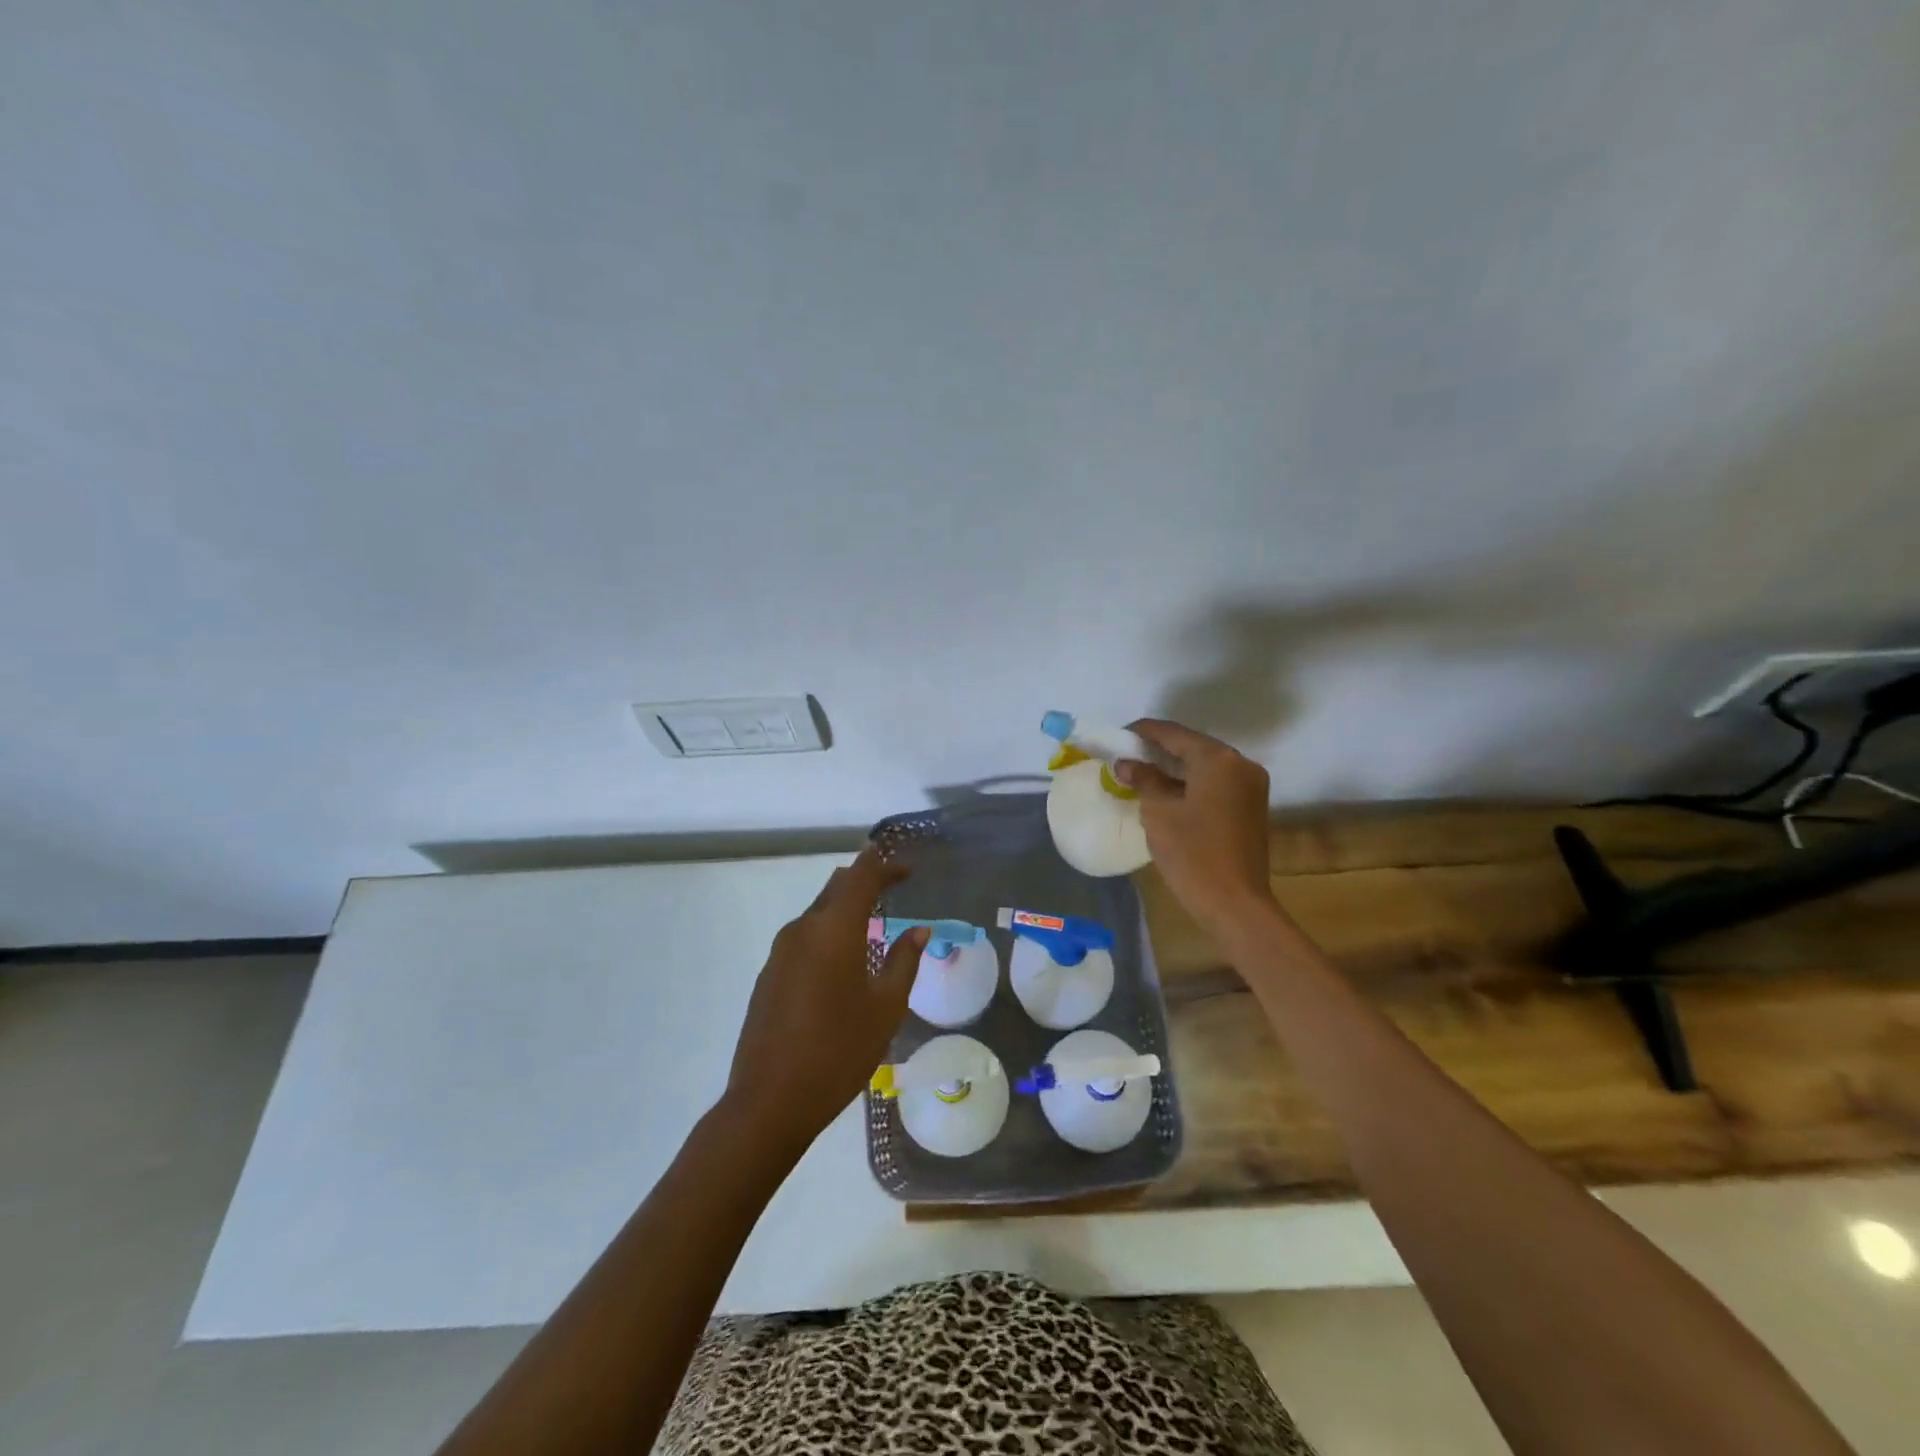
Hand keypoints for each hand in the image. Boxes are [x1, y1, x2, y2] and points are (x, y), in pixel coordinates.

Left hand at [722, 846, 928, 1153]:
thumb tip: (918, 930)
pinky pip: (804, 936)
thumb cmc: (839, 1051)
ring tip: (872, 924)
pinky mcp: (769, 973)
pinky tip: (842, 959)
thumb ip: (903, 961)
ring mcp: (781, 951)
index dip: (885, 865)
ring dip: (845, 908)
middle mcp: (803, 928)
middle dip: (865, 880)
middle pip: (836, 887)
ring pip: (818, 911)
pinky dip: (828, 932)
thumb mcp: (885, 1008)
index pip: (861, 876)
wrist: (769, 1100)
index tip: (907, 868)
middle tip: (893, 887)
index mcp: (834, 929)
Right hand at [1113, 718, 1275, 934]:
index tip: (1118, 735)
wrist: (1234, 903)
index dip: (1143, 732)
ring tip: (1141, 772)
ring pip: (1205, 765)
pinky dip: (1191, 782)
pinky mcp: (1251, 806)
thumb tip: (1126, 763)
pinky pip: (1216, 783)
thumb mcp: (1158, 812)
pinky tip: (1167, 791)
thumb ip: (1143, 779)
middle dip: (1159, 749)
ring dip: (1175, 767)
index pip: (1173, 733)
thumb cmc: (1192, 853)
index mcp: (1217, 759)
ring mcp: (1250, 785)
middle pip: (1192, 746)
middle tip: (1127, 755)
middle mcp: (1240, 764)